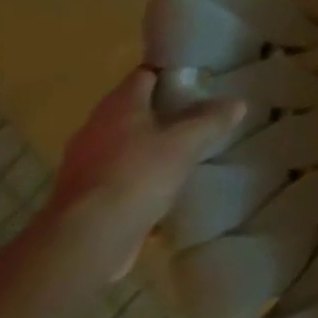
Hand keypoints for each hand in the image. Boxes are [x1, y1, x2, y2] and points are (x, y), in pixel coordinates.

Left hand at [47, 68, 242, 281]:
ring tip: (183, 153)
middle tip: (197, 116)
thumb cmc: (137, 176)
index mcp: (118, 105)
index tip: (198, 81)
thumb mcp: (186, 143)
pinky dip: (136, 178)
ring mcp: (83, 164)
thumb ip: (212, 120)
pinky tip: (161, 190)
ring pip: (124, 145)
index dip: (172, 74)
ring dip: (149, 147)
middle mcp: (95, 128)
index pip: (146, 74)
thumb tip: (237, 103)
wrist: (85, 243)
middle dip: (163, 112)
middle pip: (134, 110)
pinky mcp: (81, 198)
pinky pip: (116, 177)